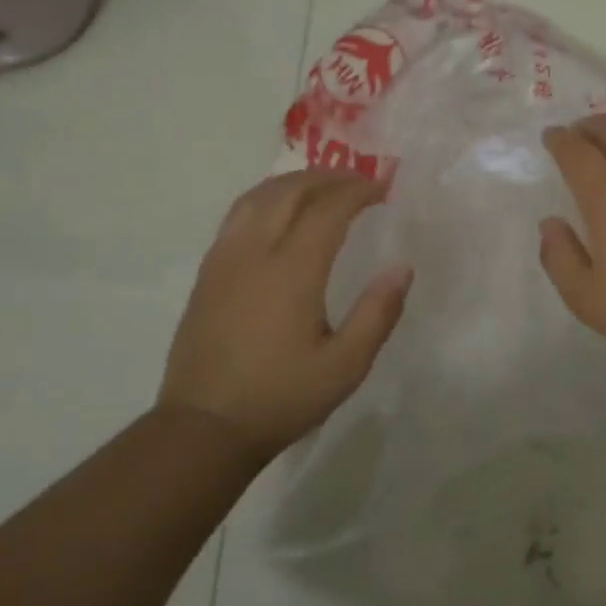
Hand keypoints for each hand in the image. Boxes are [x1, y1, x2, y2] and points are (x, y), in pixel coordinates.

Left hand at [158, 170, 410, 455]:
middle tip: (360, 180)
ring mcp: (224, 260)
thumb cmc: (282, 398)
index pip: (328, 210)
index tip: (385, 185)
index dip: (359, 191)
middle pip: (290, 191)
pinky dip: (266, 198)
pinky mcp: (208, 273)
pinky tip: (279, 211)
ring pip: (258, 197)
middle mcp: (254, 253)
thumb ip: (378, 313)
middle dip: (329, 177)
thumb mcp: (346, 366)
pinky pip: (238, 215)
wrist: (204, 428)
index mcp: (292, 272)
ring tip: (323, 185)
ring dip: (294, 181)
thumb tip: (402, 268)